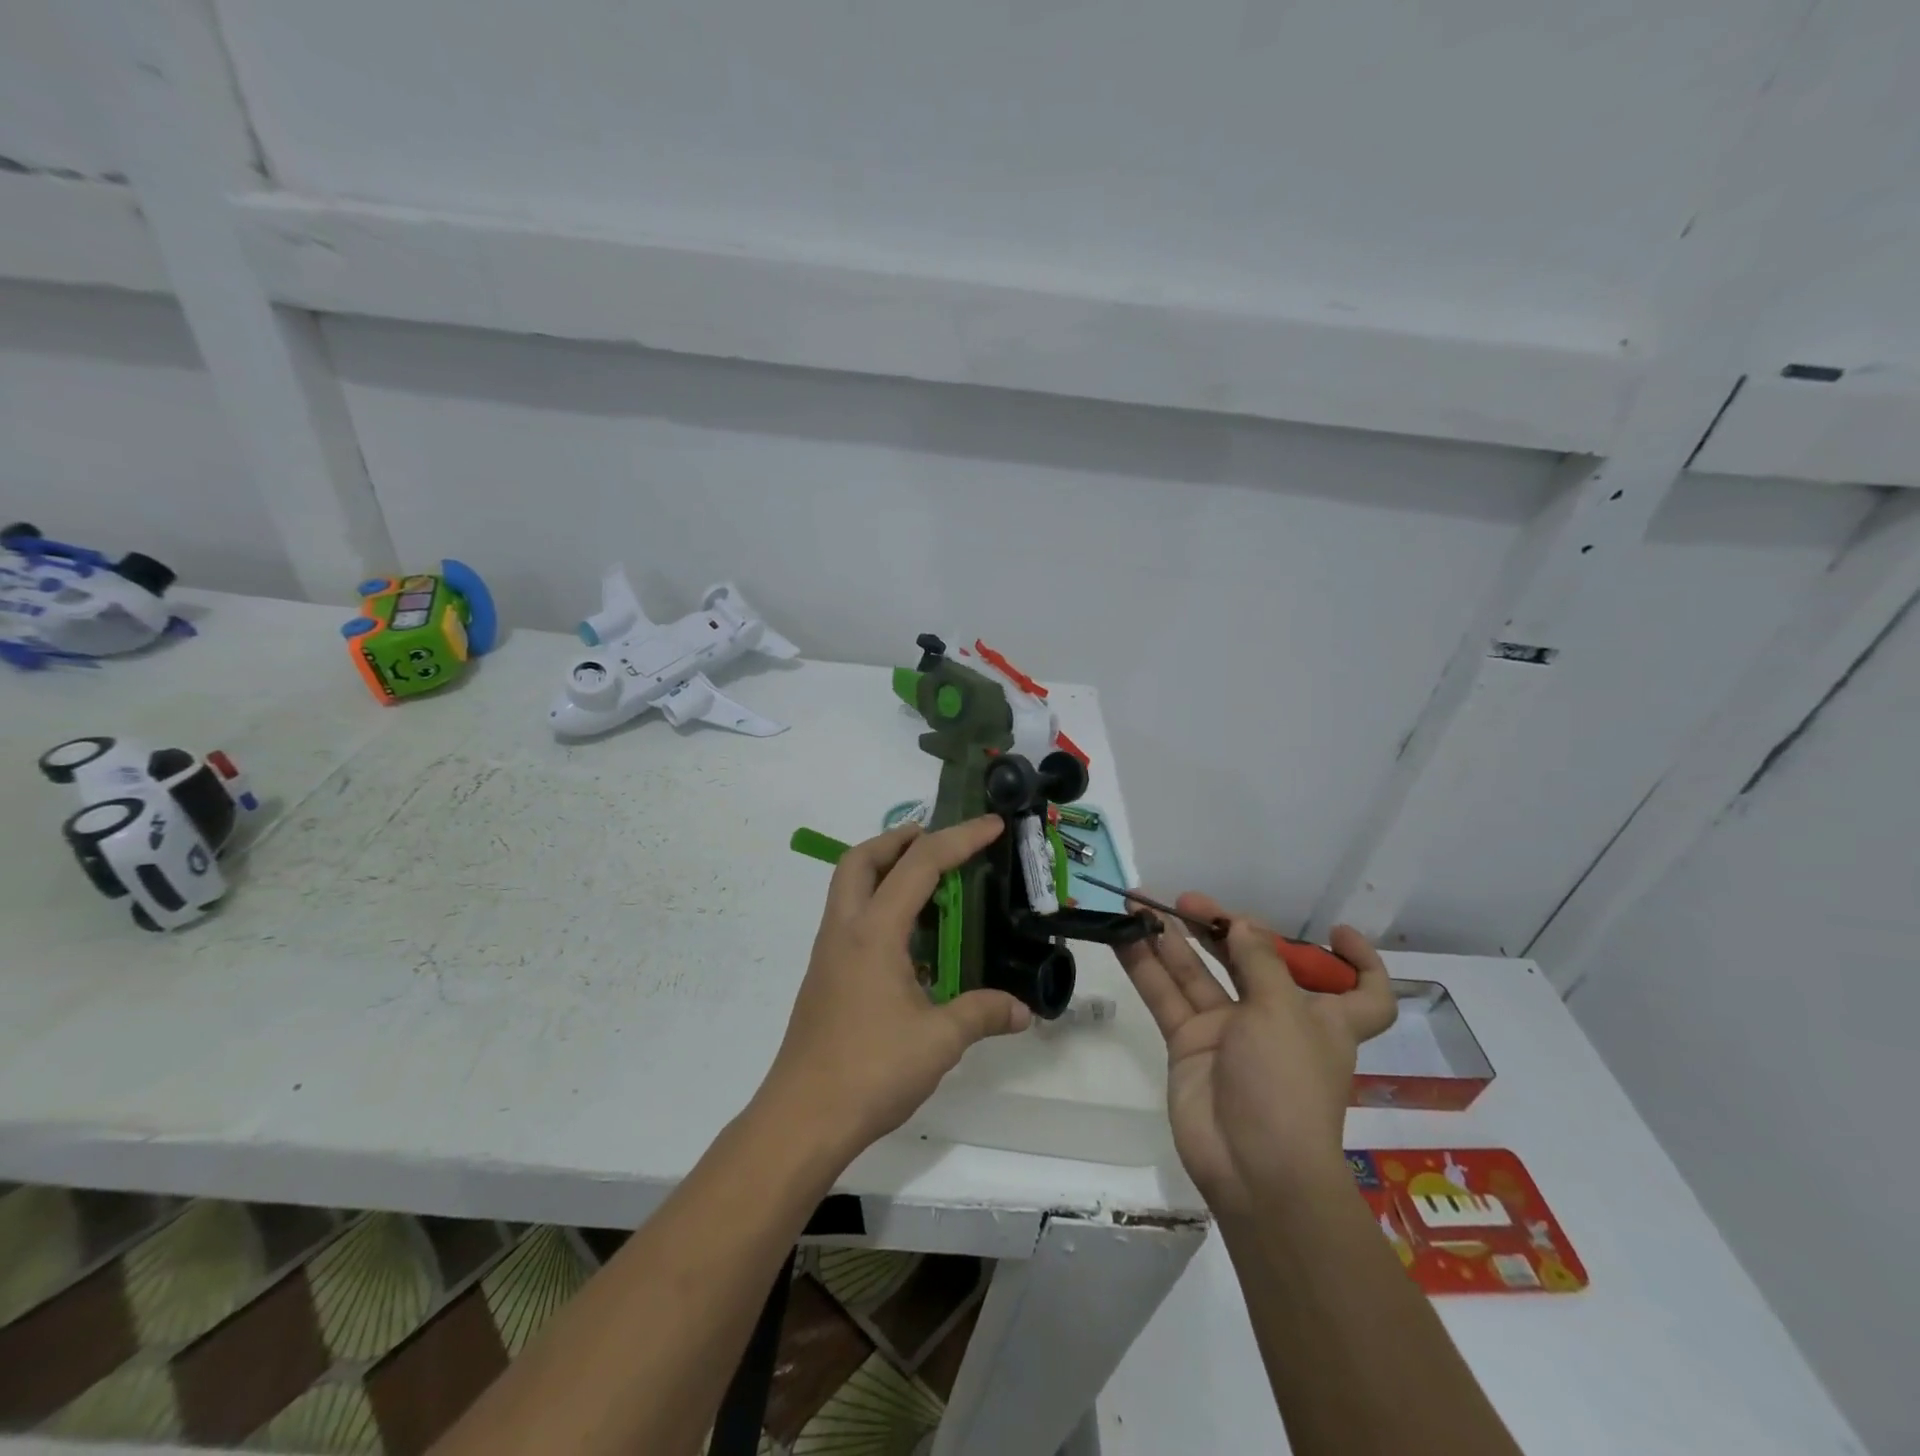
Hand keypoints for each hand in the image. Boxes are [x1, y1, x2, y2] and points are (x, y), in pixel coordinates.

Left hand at [761, 816, 1032, 1155]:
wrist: (802, 1119)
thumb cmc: (870, 1070)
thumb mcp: (939, 1041)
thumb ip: (982, 1014)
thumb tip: (1023, 1011)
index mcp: (873, 932)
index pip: (920, 865)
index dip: (959, 839)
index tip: (992, 826)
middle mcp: (845, 930)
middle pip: (860, 859)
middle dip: (899, 839)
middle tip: (937, 842)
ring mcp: (829, 953)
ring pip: (849, 887)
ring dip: (884, 870)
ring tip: (929, 885)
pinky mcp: (825, 977)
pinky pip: (851, 918)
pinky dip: (879, 905)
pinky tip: (911, 941)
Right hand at [1117, 894, 1396, 1219]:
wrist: (1253, 1169)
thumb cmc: (1288, 1084)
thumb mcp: (1284, 1011)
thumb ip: (1259, 960)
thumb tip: (1242, 923)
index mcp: (1323, 1017)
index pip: (1363, 991)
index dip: (1358, 962)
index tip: (1334, 932)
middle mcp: (1277, 1019)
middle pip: (1254, 962)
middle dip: (1223, 927)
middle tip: (1187, 901)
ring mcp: (1229, 1032)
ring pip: (1199, 974)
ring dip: (1172, 939)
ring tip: (1140, 905)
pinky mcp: (1189, 1045)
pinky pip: (1166, 997)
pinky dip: (1145, 967)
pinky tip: (1123, 936)